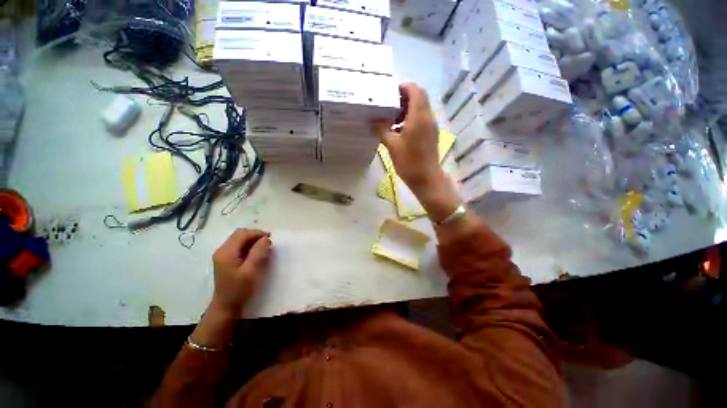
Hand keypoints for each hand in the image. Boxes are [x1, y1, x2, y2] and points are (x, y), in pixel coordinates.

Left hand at [211, 229, 271, 315]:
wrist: (226, 307)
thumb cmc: (239, 290)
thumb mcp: (251, 271)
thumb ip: (258, 253)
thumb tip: (265, 239)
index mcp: (226, 252)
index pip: (242, 233)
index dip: (257, 233)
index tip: (270, 240)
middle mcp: (222, 251)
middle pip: (240, 235)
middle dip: (255, 236)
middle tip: (268, 244)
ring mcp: (224, 255)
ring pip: (240, 240)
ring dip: (253, 241)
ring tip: (264, 249)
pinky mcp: (227, 260)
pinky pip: (240, 247)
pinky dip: (250, 247)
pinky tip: (257, 254)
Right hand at [374, 83, 461, 222]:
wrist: (426, 178)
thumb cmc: (409, 162)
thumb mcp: (392, 145)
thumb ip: (382, 130)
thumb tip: (374, 121)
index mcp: (419, 117)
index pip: (416, 90)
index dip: (404, 87)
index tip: (390, 92)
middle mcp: (428, 117)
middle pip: (420, 97)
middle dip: (405, 96)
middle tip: (389, 105)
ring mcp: (431, 126)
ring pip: (421, 107)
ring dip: (408, 108)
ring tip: (392, 118)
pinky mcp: (431, 134)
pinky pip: (422, 118)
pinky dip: (412, 117)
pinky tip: (399, 129)